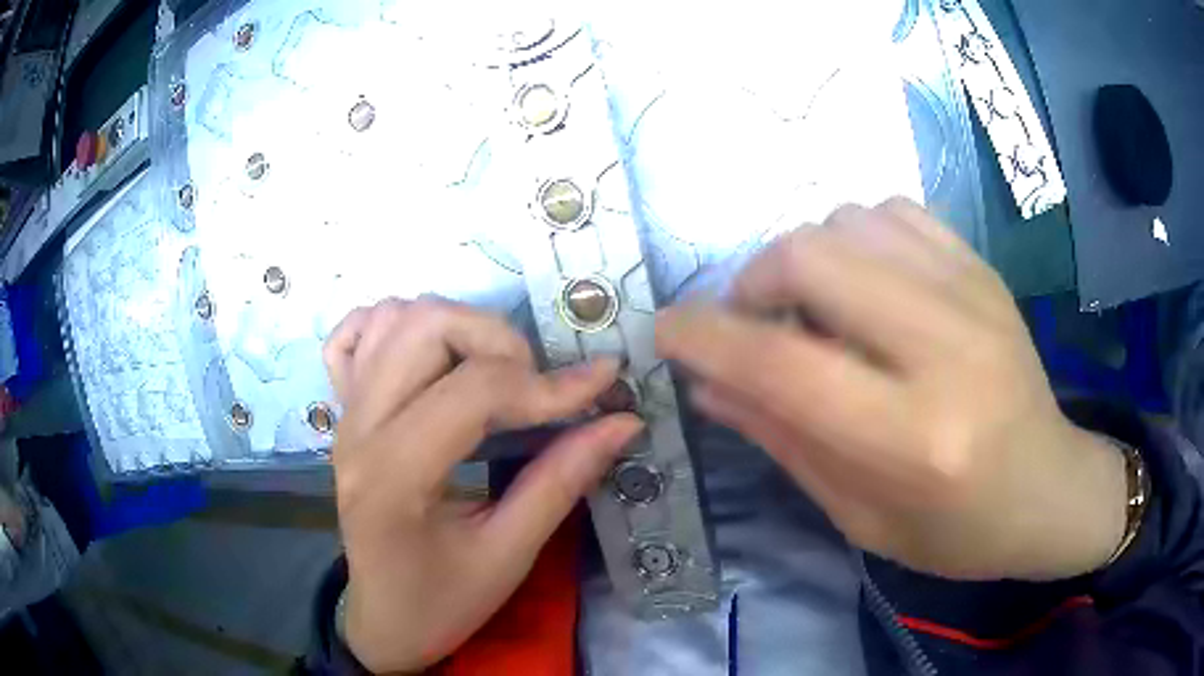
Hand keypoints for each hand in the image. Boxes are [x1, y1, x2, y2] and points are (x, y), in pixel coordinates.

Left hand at [325, 298, 641, 671]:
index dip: (548, 384)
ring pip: (393, 318)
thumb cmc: (443, 603)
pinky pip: (352, 336)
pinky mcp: (341, 412)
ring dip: (456, 327)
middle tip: (537, 386)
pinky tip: (428, 356)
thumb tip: (622, 421)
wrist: (384, 620)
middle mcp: (358, 429)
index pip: (473, 392)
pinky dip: (392, 326)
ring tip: (493, 371)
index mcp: (394, 476)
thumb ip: (562, 481)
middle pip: (425, 328)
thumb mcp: (509, 555)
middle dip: (498, 341)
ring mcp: (344, 414)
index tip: (604, 384)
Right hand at [657, 198, 1127, 580]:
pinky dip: (856, 235)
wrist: (1051, 488)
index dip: (706, 337)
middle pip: (812, 258)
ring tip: (814, 307)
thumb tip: (708, 383)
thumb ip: (784, 441)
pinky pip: (893, 210)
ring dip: (805, 258)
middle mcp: (946, 349)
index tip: (666, 328)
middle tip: (753, 323)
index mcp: (914, 439)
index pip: (785, 364)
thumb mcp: (862, 517)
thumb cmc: (957, 531)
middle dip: (754, 282)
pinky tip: (864, 281)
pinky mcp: (983, 270)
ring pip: (848, 220)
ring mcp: (972, 295)